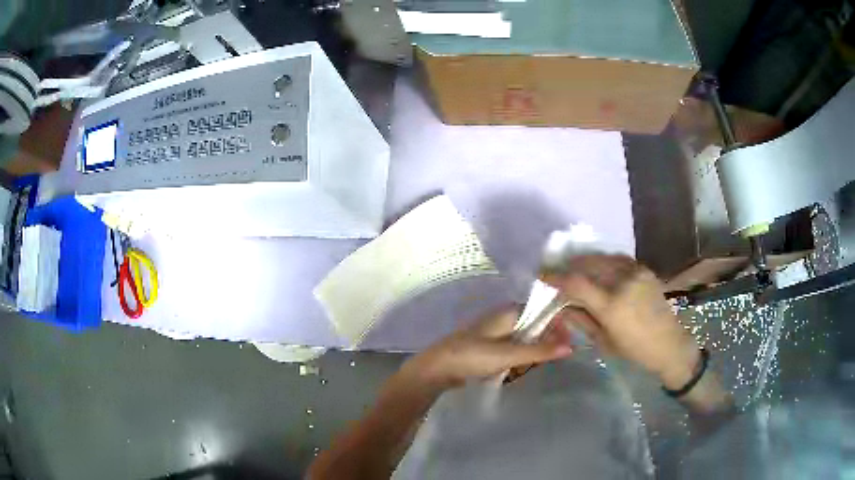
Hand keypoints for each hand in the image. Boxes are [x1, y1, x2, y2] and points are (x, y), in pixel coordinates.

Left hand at [401, 307, 573, 389]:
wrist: (436, 369)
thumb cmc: (472, 356)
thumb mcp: (508, 354)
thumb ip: (539, 351)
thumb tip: (570, 347)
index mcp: (508, 311)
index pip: (542, 311)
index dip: (557, 324)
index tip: (568, 343)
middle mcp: (503, 318)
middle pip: (535, 325)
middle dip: (544, 342)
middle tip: (552, 359)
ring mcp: (495, 333)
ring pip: (524, 339)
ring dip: (531, 353)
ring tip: (532, 367)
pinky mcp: (488, 347)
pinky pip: (512, 349)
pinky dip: (519, 359)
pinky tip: (518, 370)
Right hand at [543, 255, 700, 389]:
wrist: (670, 343)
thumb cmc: (634, 350)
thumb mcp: (603, 342)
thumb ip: (581, 320)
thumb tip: (563, 306)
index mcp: (611, 305)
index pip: (576, 283)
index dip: (556, 277)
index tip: (543, 276)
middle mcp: (622, 282)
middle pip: (588, 263)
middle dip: (570, 266)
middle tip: (559, 271)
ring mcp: (636, 272)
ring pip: (603, 258)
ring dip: (586, 261)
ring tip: (576, 267)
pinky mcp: (644, 269)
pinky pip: (618, 259)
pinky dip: (604, 261)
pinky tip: (599, 267)